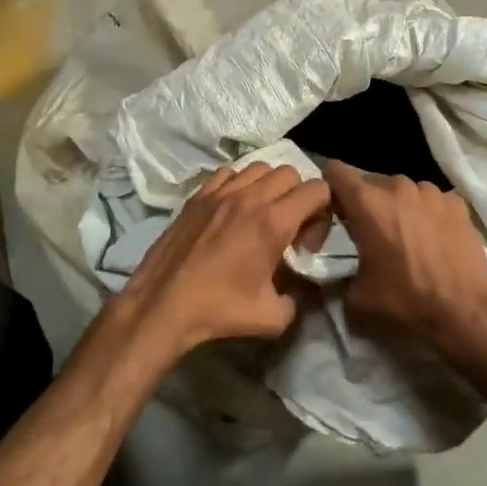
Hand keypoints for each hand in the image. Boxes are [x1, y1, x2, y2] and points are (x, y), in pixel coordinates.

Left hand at [114, 162, 329, 359]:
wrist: (164, 304)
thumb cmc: (219, 310)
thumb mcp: (273, 317)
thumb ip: (298, 299)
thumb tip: (300, 291)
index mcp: (273, 222)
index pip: (317, 189)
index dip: (323, 212)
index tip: (307, 241)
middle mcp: (250, 197)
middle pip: (290, 173)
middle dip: (298, 196)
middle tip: (288, 227)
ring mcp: (221, 192)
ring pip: (259, 167)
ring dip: (269, 186)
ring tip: (260, 215)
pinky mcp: (198, 195)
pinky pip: (228, 173)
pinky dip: (239, 184)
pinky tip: (232, 210)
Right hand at [323, 160, 486, 366]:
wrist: (464, 307)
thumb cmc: (405, 297)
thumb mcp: (358, 293)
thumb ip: (342, 270)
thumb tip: (342, 270)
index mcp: (367, 202)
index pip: (336, 171)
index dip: (331, 186)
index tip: (336, 207)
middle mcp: (397, 186)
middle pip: (371, 183)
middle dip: (367, 202)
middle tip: (372, 231)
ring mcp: (430, 190)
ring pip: (403, 191)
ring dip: (399, 206)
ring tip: (408, 235)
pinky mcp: (455, 201)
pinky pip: (431, 200)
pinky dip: (428, 213)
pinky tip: (435, 238)